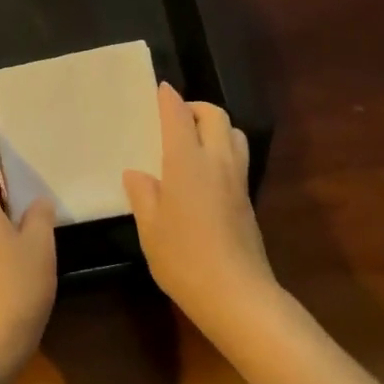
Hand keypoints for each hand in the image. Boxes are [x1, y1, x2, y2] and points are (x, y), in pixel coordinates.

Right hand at [123, 84, 278, 338]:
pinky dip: (222, 150)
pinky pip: (237, 158)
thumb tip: (137, 174)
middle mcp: (216, 162)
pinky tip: (204, 173)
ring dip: (216, 127)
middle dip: (197, 107)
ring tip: (193, 141)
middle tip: (176, 116)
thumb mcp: (150, 227)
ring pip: (234, 135)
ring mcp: (237, 180)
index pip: (179, 117)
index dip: (169, 99)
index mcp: (187, 162)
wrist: (236, 294)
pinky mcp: (247, 200)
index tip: (160, 89)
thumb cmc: (184, 258)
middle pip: (215, 117)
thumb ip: (143, 194)